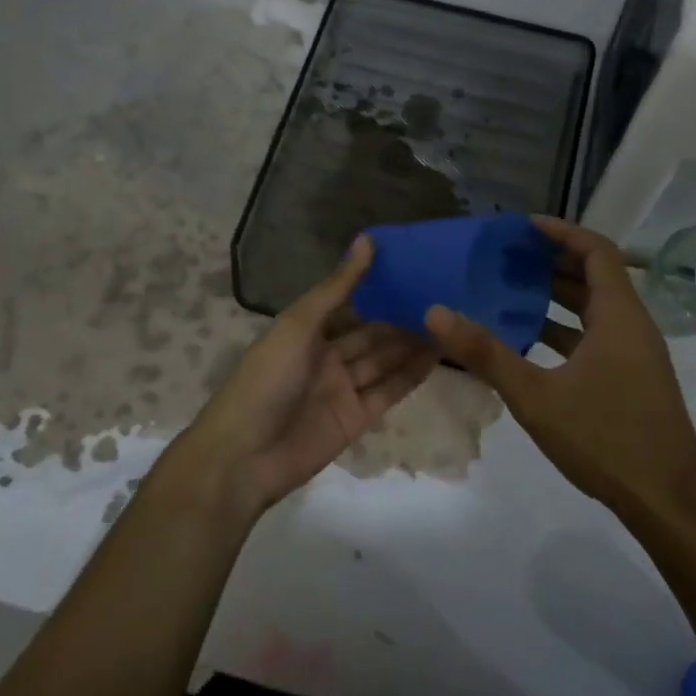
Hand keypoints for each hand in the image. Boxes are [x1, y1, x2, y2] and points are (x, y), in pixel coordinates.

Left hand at [179, 236, 436, 517]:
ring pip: (384, 360)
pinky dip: (411, 374)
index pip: (349, 302)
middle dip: (401, 316)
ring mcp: (343, 388)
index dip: (378, 287)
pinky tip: (438, 355)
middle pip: (371, 333)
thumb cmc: (266, 379)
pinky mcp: (357, 418)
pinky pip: (389, 390)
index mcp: (307, 330)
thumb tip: (367, 240)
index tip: (414, 266)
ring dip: (412, 343)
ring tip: (450, 320)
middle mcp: (327, 356)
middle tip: (444, 295)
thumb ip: (337, 287)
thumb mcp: (298, 325)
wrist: (244, 456)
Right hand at [426, 217, 695, 527]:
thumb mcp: (536, 396)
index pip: (596, 250)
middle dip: (553, 261)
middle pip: (595, 276)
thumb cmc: (605, 439)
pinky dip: (566, 329)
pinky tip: (531, 342)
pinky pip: (597, 336)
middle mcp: (632, 325)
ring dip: (558, 296)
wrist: (668, 503)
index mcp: (619, 316)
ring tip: (512, 290)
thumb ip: (486, 353)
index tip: (524, 226)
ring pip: (596, 309)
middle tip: (508, 257)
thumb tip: (436, 313)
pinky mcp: (633, 379)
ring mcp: (636, 354)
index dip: (562, 232)